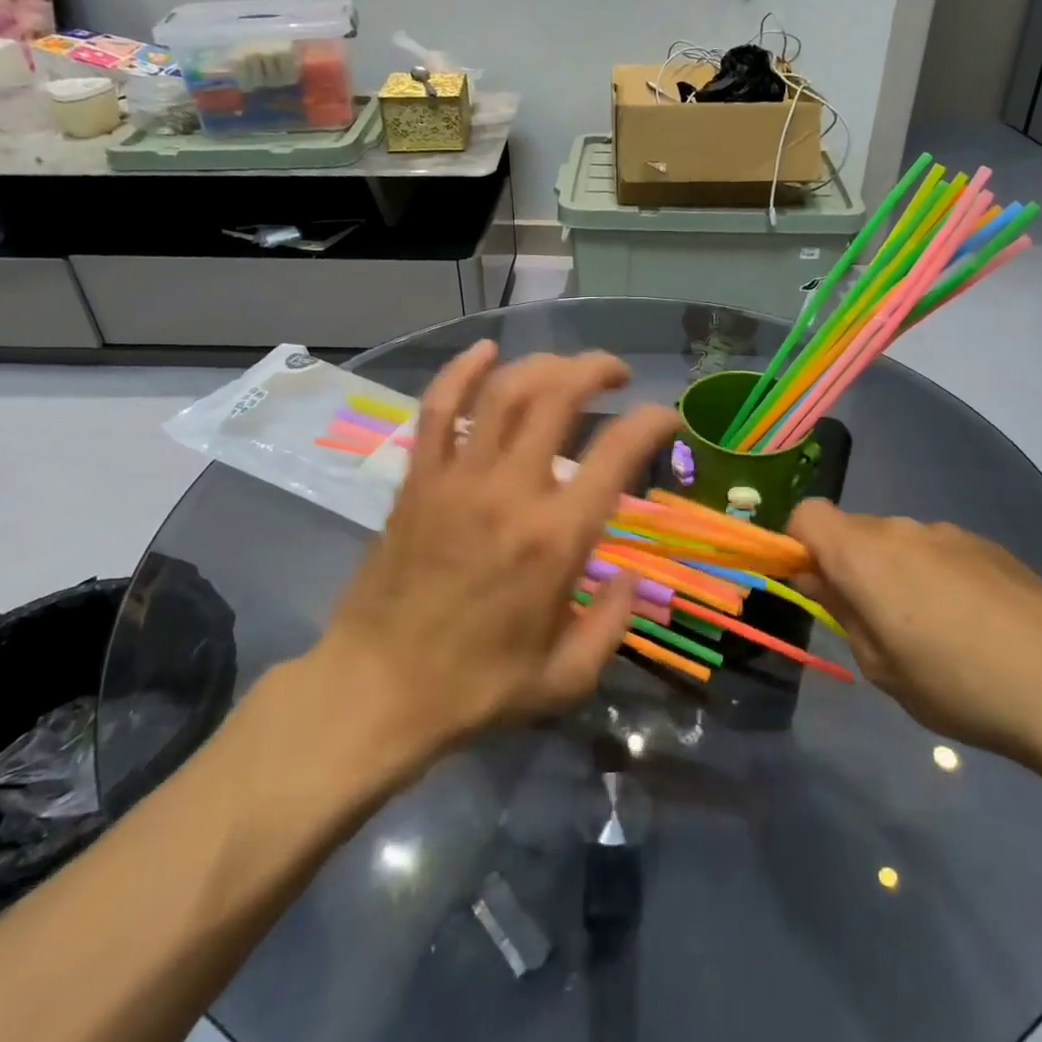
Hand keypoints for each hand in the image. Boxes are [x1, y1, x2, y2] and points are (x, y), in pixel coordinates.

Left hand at [314, 343, 682, 764]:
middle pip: (557, 397)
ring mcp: (457, 479)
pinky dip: (461, 372)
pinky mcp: (418, 479)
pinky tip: (485, 352)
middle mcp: (510, 492)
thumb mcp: (566, 679)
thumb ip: (612, 623)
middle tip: (616, 374)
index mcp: (555, 539)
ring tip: (566, 366)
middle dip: (595, 370)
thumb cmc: (475, 689)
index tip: (666, 418)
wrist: (375, 690)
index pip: (616, 452)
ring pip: (503, 392)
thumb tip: (630, 576)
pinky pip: (439, 409)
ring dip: (542, 364)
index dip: (652, 421)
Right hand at [787, 500, 1041, 760]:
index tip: (815, 587)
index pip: (808, 515)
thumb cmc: (957, 683)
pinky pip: (940, 550)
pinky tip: (973, 624)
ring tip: (932, 630)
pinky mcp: (990, 546)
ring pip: (898, 541)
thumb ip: (843, 613)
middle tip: (874, 621)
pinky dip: (936, 575)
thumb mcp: (881, 667)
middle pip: (854, 530)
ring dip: (895, 572)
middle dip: (849, 565)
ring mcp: (950, 533)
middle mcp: (902, 529)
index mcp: (864, 553)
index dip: (798, 545)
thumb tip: (820, 581)